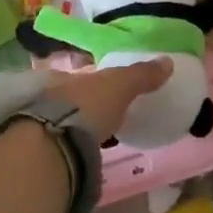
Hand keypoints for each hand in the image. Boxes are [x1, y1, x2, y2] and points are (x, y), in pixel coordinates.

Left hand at [45, 58, 170, 141]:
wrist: (56, 148)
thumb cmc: (87, 106)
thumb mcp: (119, 86)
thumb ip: (141, 75)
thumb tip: (167, 62)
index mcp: (64, 77)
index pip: (81, 74)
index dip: (94, 78)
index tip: (110, 87)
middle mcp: (50, 97)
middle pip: (73, 97)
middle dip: (89, 102)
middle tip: (109, 111)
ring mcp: (45, 125)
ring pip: (69, 119)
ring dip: (84, 124)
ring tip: (105, 133)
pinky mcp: (49, 151)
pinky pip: (69, 142)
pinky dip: (81, 144)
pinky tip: (93, 151)